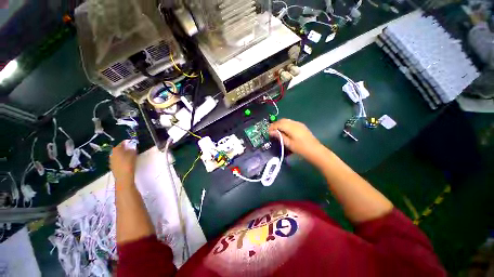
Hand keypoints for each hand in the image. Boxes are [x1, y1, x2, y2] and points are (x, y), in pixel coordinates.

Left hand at [110, 140, 136, 183]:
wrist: (123, 177)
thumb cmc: (128, 164)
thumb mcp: (132, 154)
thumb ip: (132, 149)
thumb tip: (132, 145)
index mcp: (116, 149)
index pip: (122, 143)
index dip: (128, 142)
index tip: (134, 143)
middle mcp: (112, 153)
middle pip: (119, 149)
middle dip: (125, 148)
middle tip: (133, 149)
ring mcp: (112, 160)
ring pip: (118, 154)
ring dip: (124, 154)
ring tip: (131, 155)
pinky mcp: (113, 166)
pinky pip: (118, 160)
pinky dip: (122, 159)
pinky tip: (127, 162)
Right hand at [268, 119, 324, 159]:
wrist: (315, 150)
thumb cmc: (301, 149)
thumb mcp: (289, 144)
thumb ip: (280, 136)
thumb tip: (271, 132)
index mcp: (291, 127)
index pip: (279, 124)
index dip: (272, 127)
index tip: (267, 132)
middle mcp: (295, 123)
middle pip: (282, 120)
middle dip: (275, 124)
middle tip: (271, 131)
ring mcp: (299, 124)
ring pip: (286, 121)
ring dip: (280, 124)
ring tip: (276, 131)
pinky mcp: (301, 126)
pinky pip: (290, 122)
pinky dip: (285, 125)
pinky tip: (284, 130)